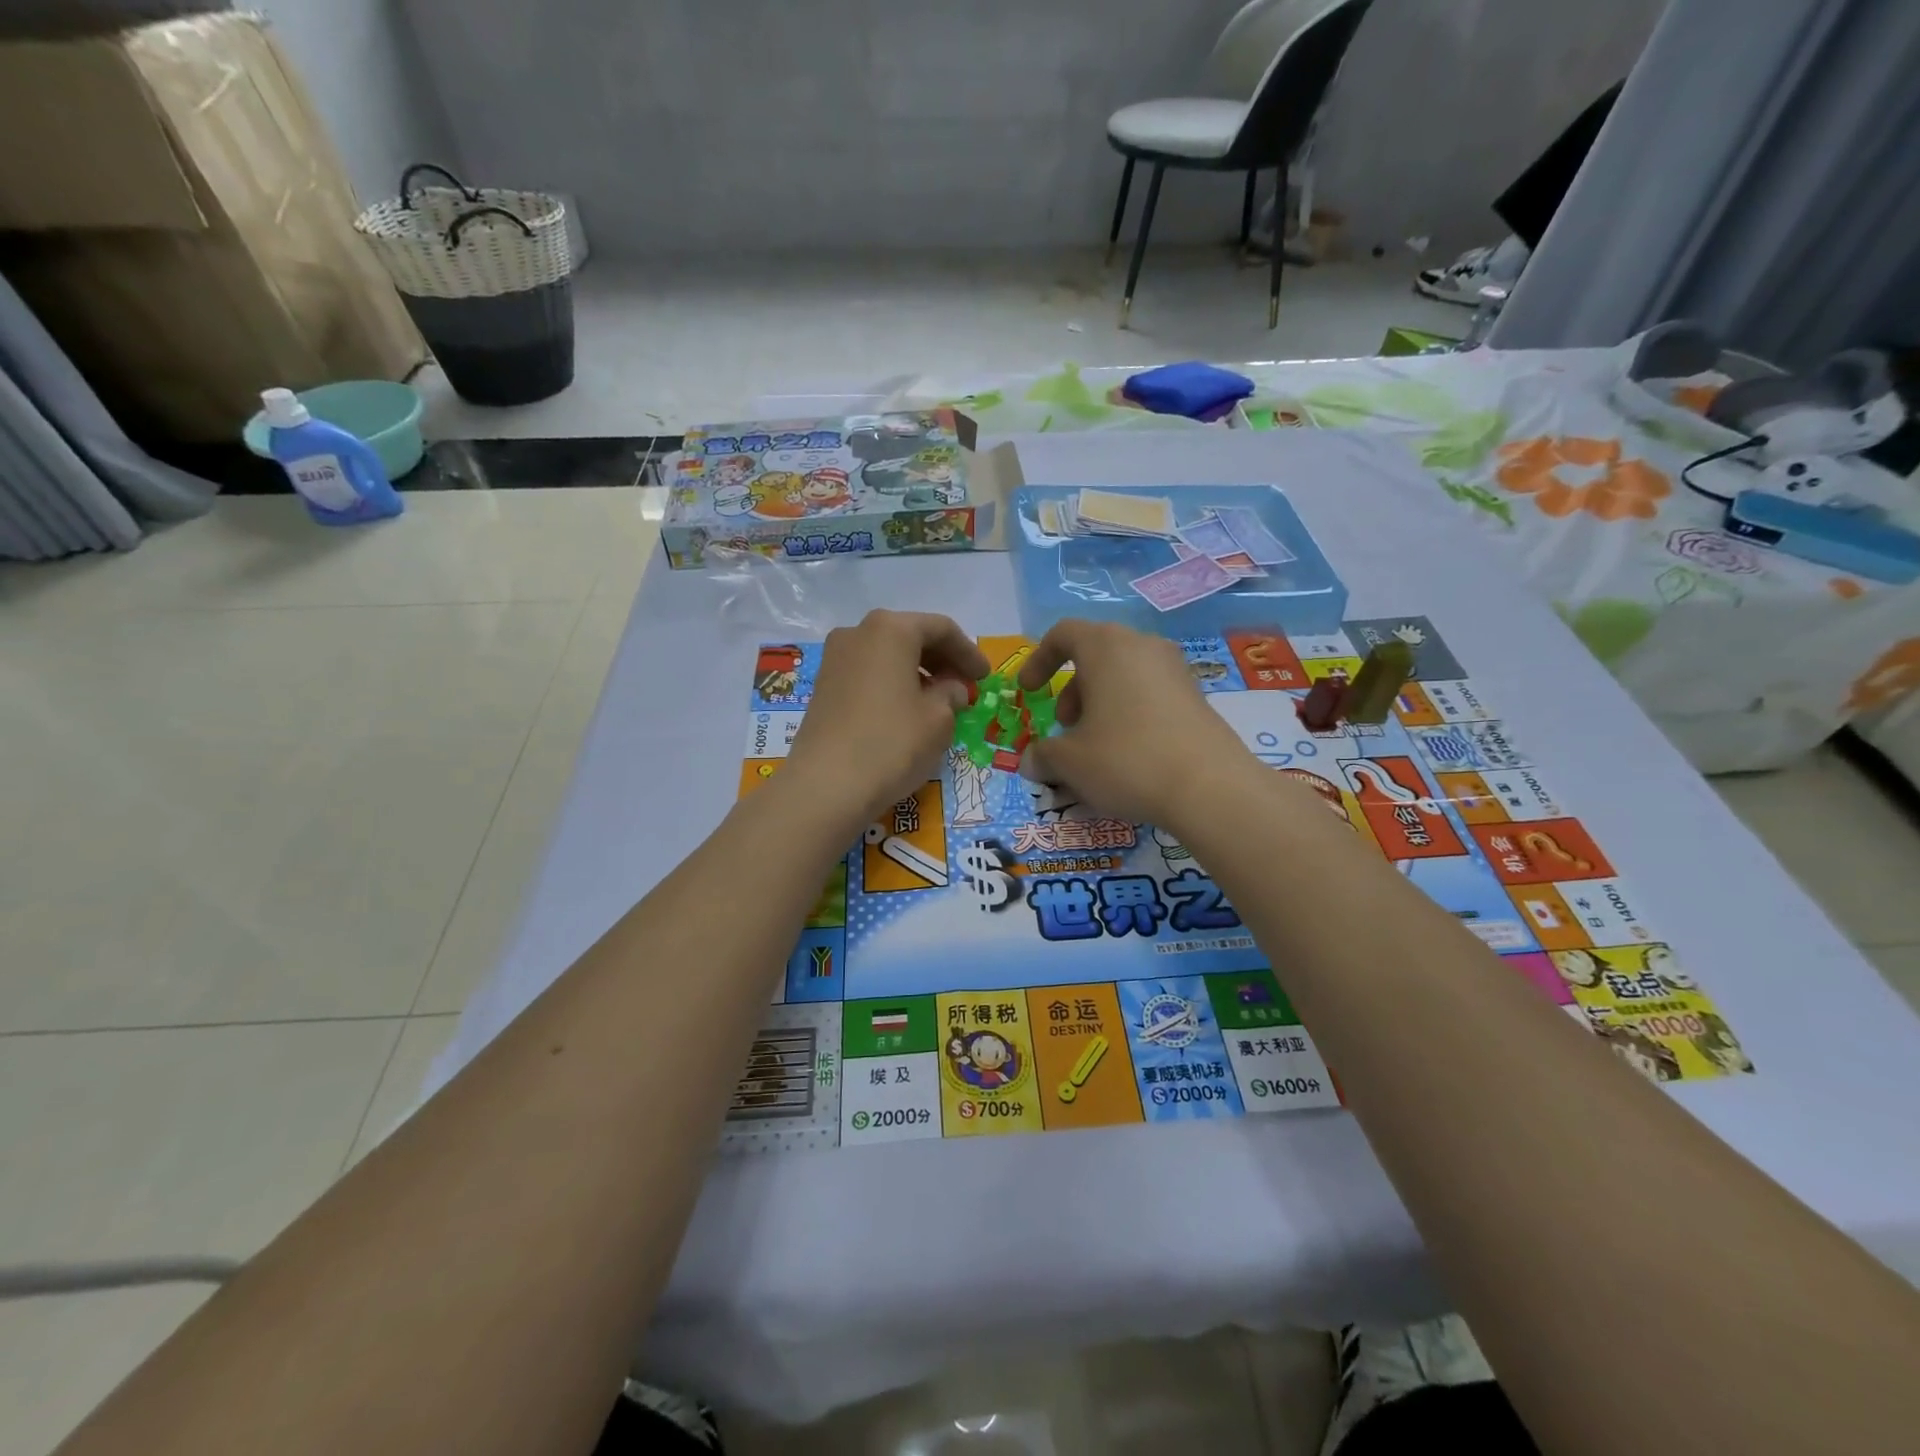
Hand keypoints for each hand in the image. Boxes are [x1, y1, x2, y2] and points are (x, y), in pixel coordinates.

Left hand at [783, 610, 988, 830]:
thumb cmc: (892, 743)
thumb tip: (950, 688)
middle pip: (910, 636)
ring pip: (887, 655)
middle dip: (941, 660)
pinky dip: (892, 684)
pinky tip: (906, 710)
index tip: (985, 677)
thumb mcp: (938, 720)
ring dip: (916, 672)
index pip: (941, 628)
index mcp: (891, 629)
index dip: (968, 652)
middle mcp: (858, 632)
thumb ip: (951, 694)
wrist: (826, 785)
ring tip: (938, 701)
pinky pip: (868, 674)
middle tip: (964, 686)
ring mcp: (834, 658)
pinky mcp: (822, 686)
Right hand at [1016, 619, 1259, 826]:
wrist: (1209, 787)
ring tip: (1096, 747)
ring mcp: (1175, 670)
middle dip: (1072, 691)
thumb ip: (1042, 755)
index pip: (1064, 634)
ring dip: (1100, 705)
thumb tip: (1032, 761)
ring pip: (1124, 676)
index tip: (1029, 692)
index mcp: (1106, 647)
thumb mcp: (1069, 762)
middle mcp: (1142, 646)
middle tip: (1066, 729)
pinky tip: (1129, 756)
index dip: (1039, 660)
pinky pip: (1149, 694)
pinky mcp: (1196, 696)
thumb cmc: (1126, 759)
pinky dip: (1129, 714)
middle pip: (1095, 655)